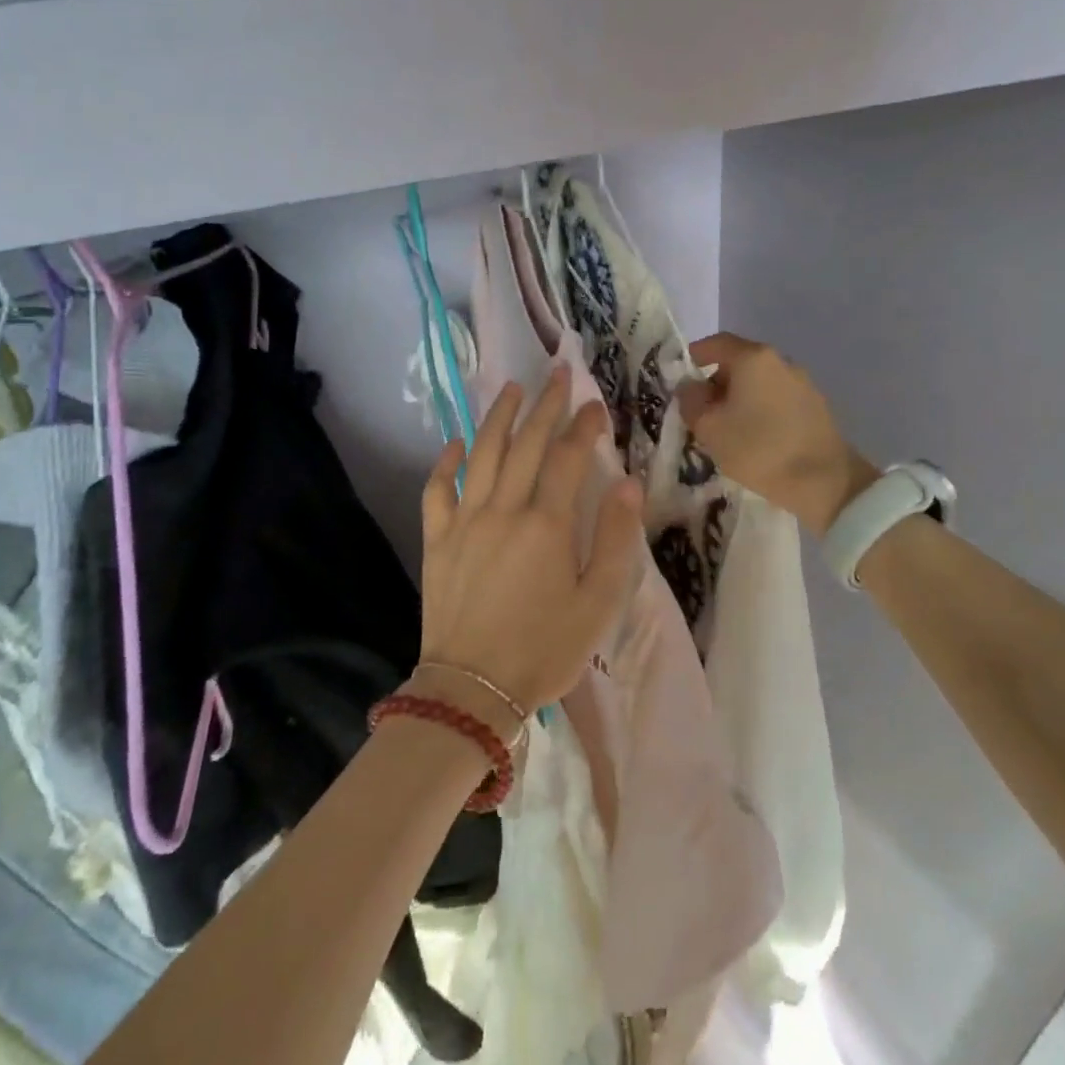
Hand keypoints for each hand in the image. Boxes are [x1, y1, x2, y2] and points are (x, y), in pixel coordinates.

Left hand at [419, 368, 643, 719]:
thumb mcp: (597, 602)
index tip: (596, 404)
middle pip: (524, 444)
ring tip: (510, 389)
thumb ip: (614, 539)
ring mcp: (464, 522)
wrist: (472, 689)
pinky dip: (445, 462)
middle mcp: (503, 510)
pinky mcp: (437, 541)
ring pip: (481, 455)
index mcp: (546, 525)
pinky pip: (436, 490)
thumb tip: (628, 484)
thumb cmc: (544, 650)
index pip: (567, 458)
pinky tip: (455, 443)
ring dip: (497, 417)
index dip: (583, 427)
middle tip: (556, 375)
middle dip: (544, 406)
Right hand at [676, 333, 877, 537]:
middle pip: (739, 362)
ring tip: (728, 428)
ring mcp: (802, 383)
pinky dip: (760, 409)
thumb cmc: (758, 449)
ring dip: (740, 397)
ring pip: (759, 382)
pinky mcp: (816, 406)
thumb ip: (691, 401)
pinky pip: (777, 398)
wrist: (823, 481)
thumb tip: (691, 388)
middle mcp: (780, 361)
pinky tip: (756, 436)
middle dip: (716, 381)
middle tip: (702, 410)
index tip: (682, 375)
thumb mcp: (709, 428)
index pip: (716, 343)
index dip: (695, 356)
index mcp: (753, 358)